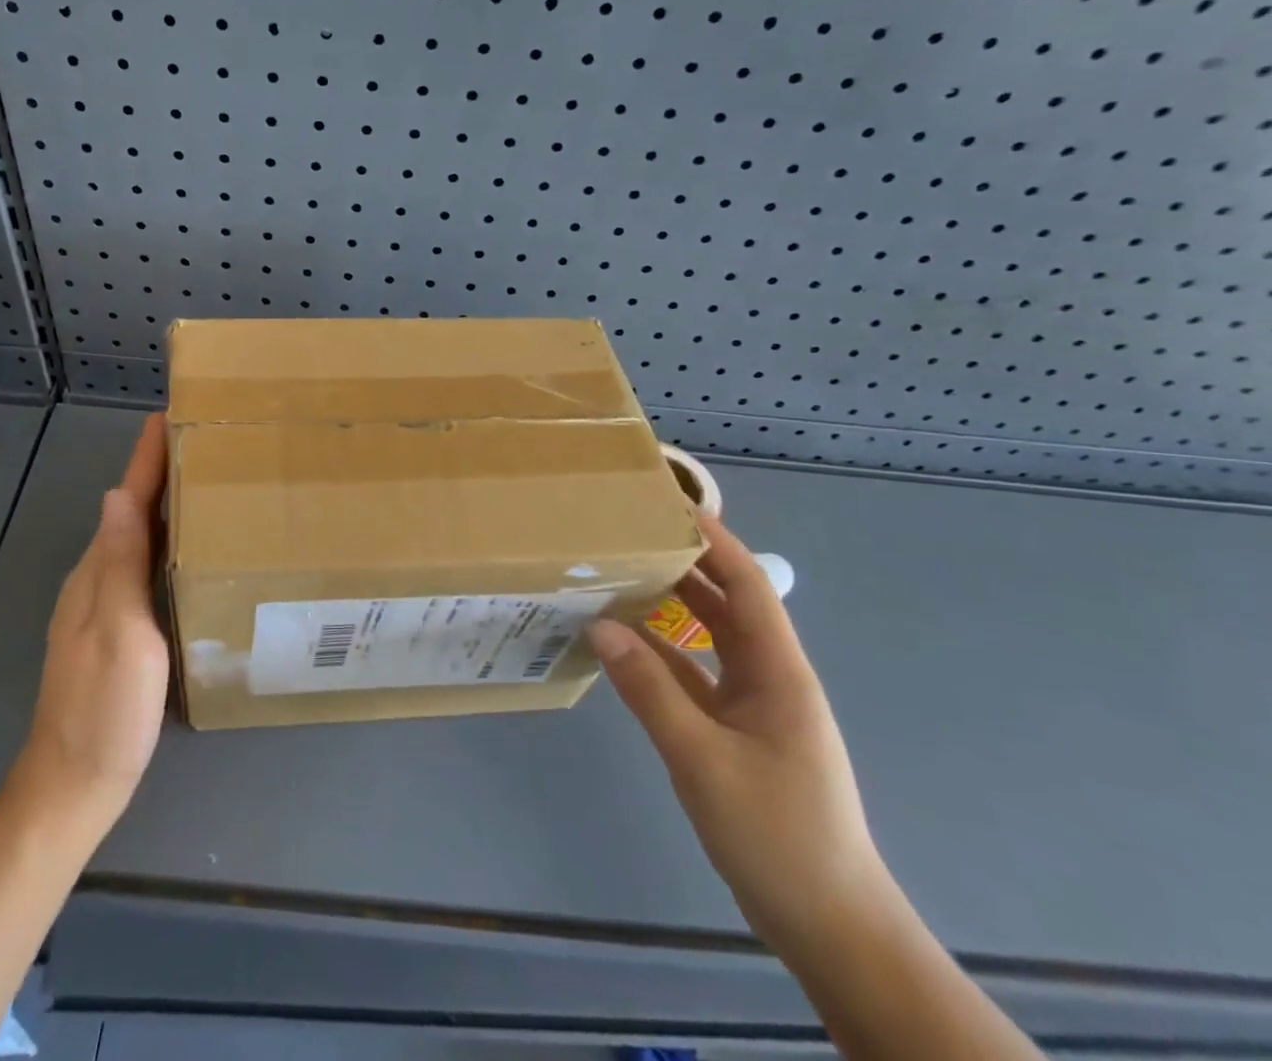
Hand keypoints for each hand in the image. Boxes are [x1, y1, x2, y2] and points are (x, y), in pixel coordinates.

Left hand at [19, 414, 169, 822]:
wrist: (73, 784)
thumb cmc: (104, 709)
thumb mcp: (120, 634)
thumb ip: (119, 566)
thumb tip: (116, 494)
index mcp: (99, 572)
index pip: (127, 499)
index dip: (146, 457)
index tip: (169, 414)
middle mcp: (97, 578)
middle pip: (130, 510)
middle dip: (160, 471)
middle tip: (205, 440)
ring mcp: (103, 605)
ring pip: (137, 537)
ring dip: (164, 503)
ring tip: (205, 481)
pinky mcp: (117, 628)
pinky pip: (142, 565)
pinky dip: (165, 541)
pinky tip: (189, 549)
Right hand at [588, 514, 893, 958]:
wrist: (832, 928)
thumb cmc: (778, 836)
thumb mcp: (703, 759)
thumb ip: (649, 690)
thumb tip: (600, 625)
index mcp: (778, 671)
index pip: (747, 583)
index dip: (713, 540)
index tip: (668, 505)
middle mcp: (768, 677)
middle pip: (725, 603)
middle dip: (684, 563)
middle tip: (629, 534)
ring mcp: (753, 707)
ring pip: (707, 640)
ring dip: (669, 608)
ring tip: (617, 576)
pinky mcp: (736, 734)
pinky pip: (694, 677)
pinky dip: (661, 656)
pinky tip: (623, 647)